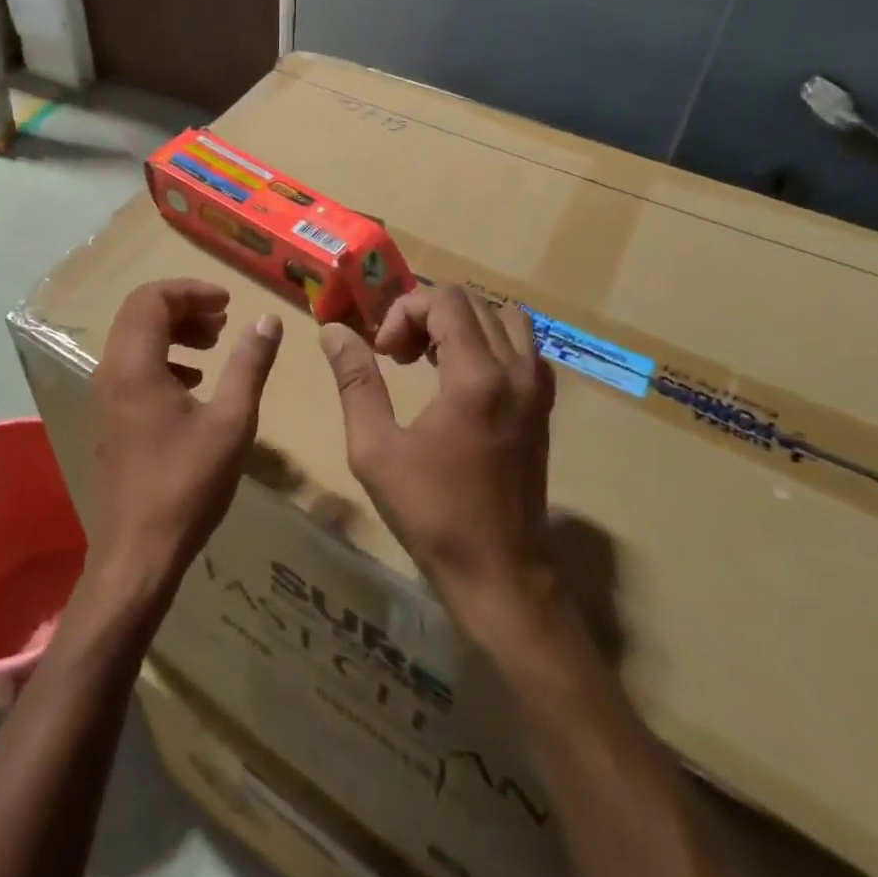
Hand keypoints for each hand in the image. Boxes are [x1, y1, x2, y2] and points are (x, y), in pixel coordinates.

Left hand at [88, 280, 281, 602]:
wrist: (137, 554)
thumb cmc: (187, 484)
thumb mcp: (231, 421)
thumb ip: (249, 365)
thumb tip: (268, 320)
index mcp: (135, 364)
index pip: (152, 298)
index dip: (191, 290)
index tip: (228, 301)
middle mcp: (110, 371)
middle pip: (140, 313)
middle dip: (184, 307)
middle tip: (223, 319)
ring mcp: (105, 396)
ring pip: (134, 339)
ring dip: (174, 331)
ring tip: (213, 345)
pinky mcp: (110, 417)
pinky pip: (132, 366)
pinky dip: (163, 357)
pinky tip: (194, 382)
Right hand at [319, 283, 557, 640]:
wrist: (501, 575)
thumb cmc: (432, 514)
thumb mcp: (375, 448)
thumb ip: (355, 381)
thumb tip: (333, 331)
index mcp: (477, 377)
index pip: (445, 300)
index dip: (404, 312)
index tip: (383, 353)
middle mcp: (516, 371)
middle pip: (473, 303)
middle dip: (426, 315)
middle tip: (397, 355)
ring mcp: (537, 389)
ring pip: (504, 318)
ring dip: (461, 324)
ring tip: (430, 357)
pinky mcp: (544, 408)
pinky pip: (522, 347)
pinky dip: (488, 343)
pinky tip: (460, 378)